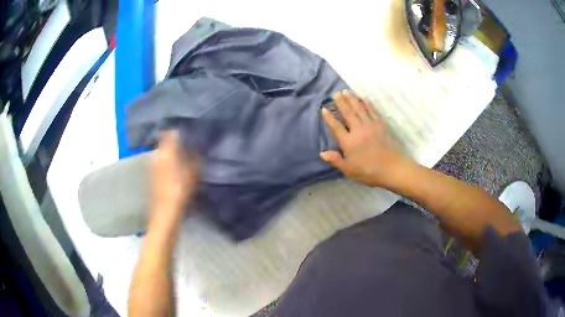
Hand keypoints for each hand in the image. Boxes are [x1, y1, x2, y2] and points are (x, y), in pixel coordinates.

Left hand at [151, 130, 199, 221]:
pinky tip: (176, 173)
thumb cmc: (179, 192)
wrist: (164, 214)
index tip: (190, 134)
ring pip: (163, 154)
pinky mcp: (151, 177)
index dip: (180, 132)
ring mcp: (151, 167)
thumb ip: (195, 158)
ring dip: (172, 155)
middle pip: (166, 144)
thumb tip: (197, 148)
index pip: (170, 134)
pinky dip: (168, 165)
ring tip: (184, 161)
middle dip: (176, 144)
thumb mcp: (192, 174)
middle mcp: (156, 156)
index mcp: (165, 152)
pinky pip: (160, 164)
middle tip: (190, 149)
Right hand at [320, 90, 409, 187]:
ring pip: (359, 108)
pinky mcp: (381, 124)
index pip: (336, 127)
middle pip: (348, 113)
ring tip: (347, 91)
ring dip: (352, 99)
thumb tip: (322, 152)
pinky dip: (367, 103)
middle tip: (336, 93)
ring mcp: (370, 125)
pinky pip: (372, 110)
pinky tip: (363, 99)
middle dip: (341, 102)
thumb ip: (336, 160)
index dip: (329, 118)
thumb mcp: (349, 170)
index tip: (324, 109)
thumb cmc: (369, 172)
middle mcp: (358, 130)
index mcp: (349, 142)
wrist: (392, 168)